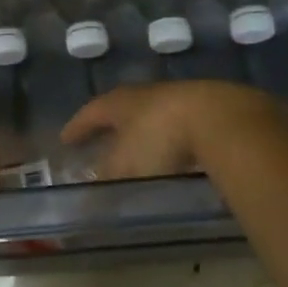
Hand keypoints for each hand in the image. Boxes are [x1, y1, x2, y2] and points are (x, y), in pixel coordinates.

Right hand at [61, 80, 283, 180]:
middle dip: (111, 125)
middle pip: (122, 108)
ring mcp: (180, 98)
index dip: (78, 127)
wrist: (221, 119)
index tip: (66, 139)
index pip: (91, 112)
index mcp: (120, 102)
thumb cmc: (161, 138)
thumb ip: (106, 177)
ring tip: (139, 148)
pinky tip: (177, 152)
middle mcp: (146, 94)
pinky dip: (172, 138)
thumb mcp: (126, 164)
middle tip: (101, 139)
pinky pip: (181, 123)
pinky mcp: (209, 109)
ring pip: (153, 114)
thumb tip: (87, 192)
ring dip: (143, 131)